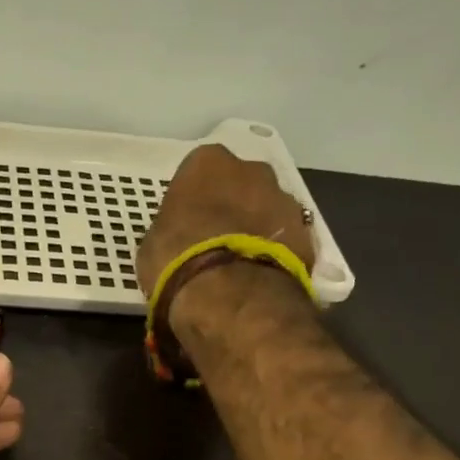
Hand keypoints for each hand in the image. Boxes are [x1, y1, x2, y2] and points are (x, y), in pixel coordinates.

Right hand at [137, 144, 315, 294]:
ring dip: (256, 229)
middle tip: (215, 241)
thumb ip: (167, 231)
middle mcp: (251, 170)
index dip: (193, 200)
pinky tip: (259, 277)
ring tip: (240, 265)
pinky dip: (275, 253)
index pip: (198, 173)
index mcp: (206, 163)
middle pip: (240, 184)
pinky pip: (284, 239)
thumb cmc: (178, 262)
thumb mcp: (152, 247)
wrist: (232, 296)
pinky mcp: (307, 234)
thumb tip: (176, 240)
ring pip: (266, 209)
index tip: (187, 225)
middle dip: (231, 207)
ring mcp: (285, 200)